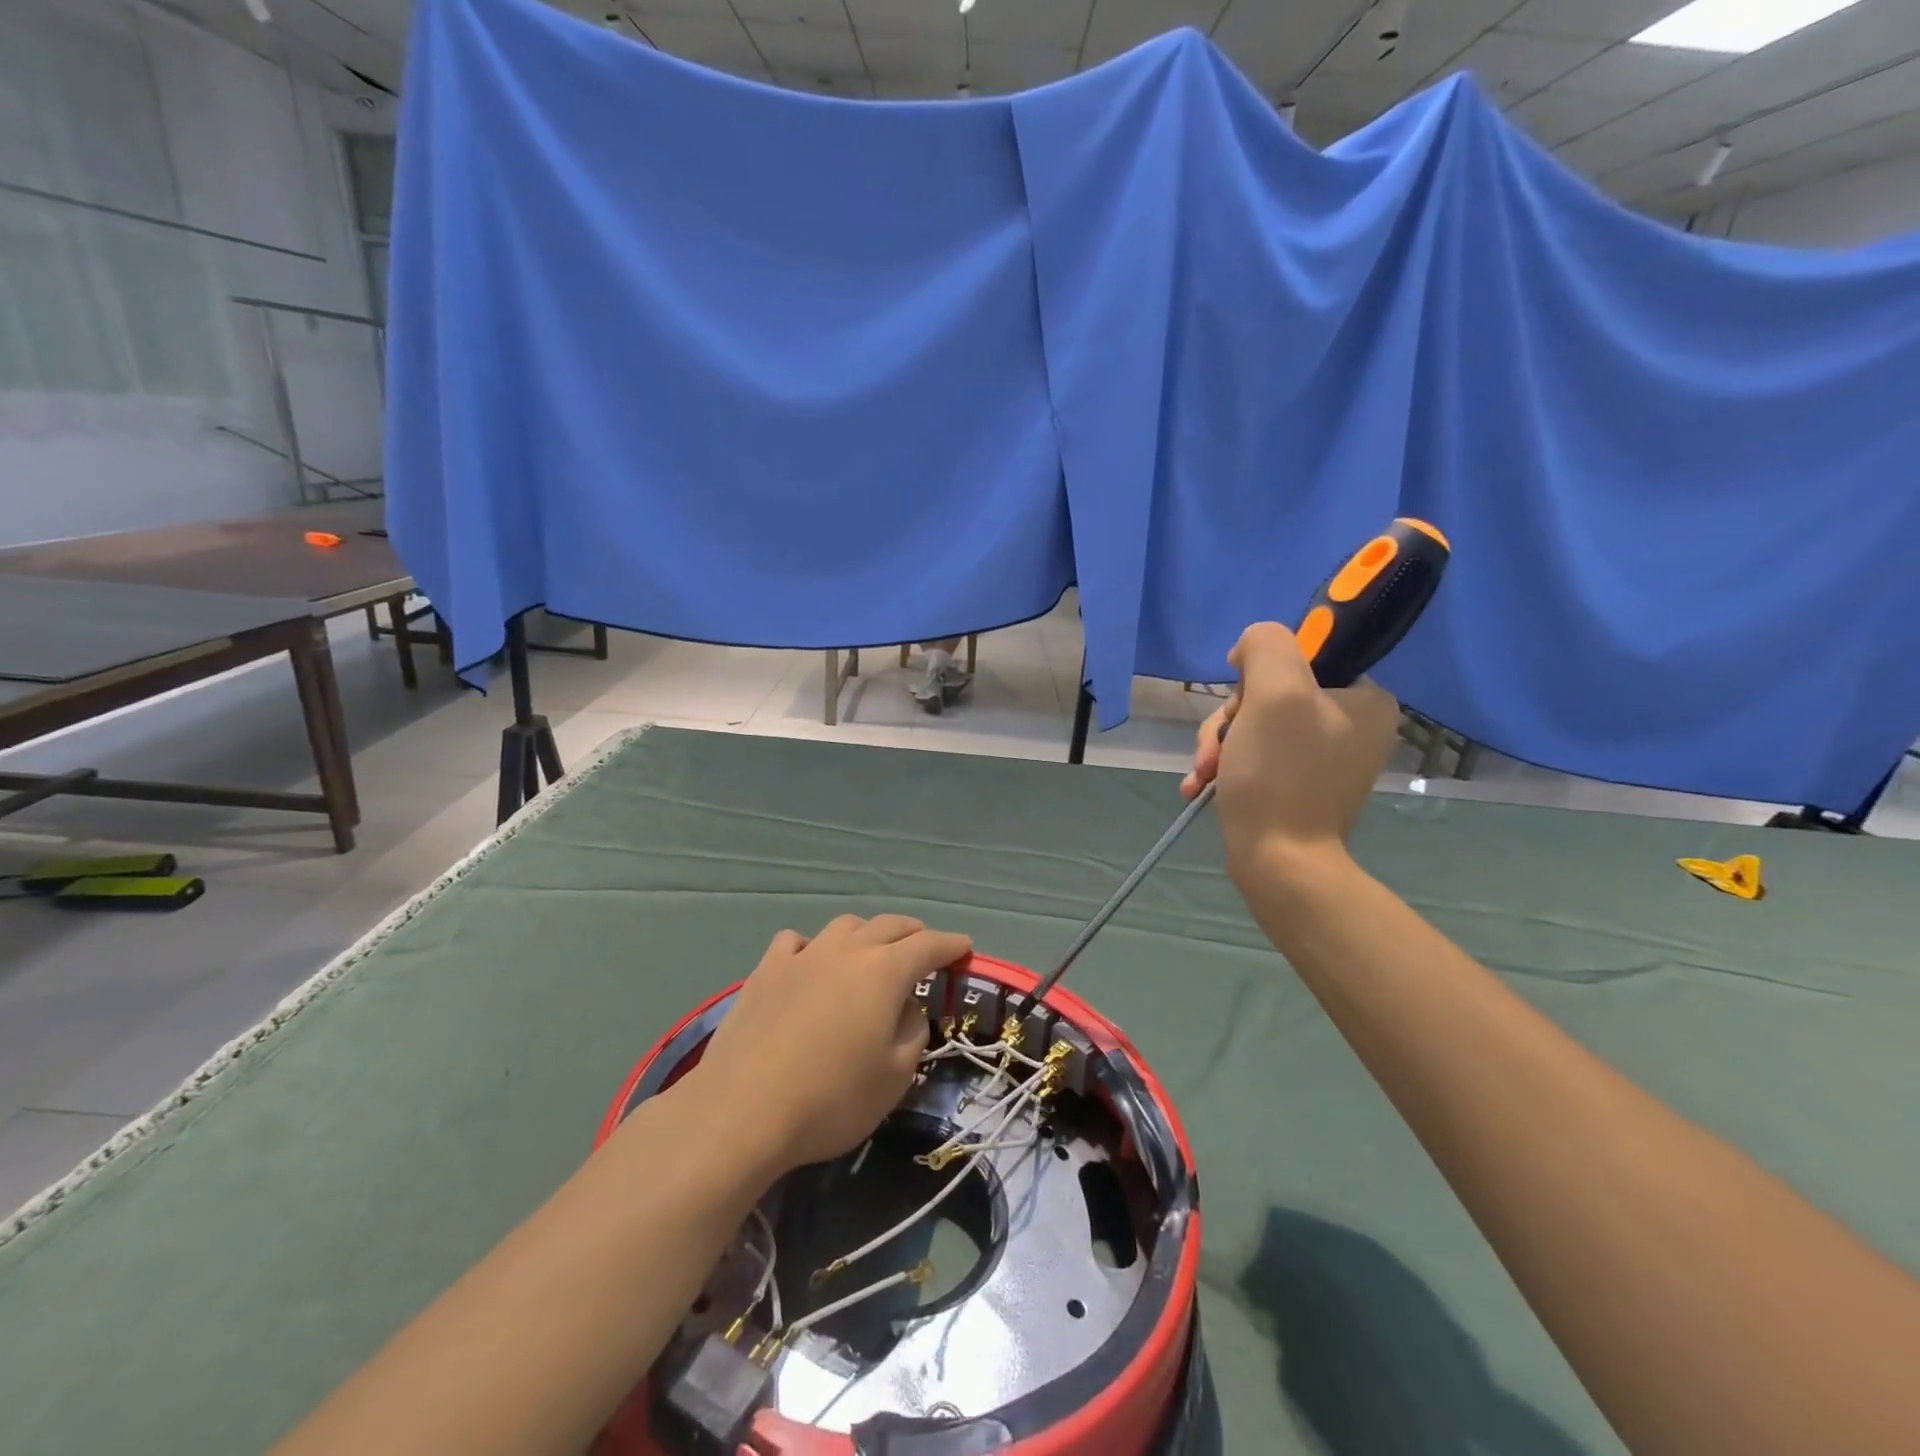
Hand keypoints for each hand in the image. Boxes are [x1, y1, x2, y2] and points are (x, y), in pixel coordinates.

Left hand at [687, 916, 971, 1176]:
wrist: (742, 1110)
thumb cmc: (831, 1099)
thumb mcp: (894, 1077)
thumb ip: (912, 1033)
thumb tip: (907, 1008)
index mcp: (884, 971)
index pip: (929, 945)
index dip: (951, 945)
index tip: (965, 948)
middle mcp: (846, 950)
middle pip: (889, 925)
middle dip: (914, 933)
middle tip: (925, 949)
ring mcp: (802, 956)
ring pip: (844, 926)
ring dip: (866, 934)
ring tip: (869, 955)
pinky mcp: (765, 971)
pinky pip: (796, 942)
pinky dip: (813, 947)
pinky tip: (809, 964)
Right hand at [1181, 623, 1400, 880]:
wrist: (1279, 864)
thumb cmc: (1279, 776)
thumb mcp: (1273, 692)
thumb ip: (1266, 645)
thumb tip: (1249, 648)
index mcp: (1365, 698)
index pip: (1300, 657)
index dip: (1258, 674)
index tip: (1242, 705)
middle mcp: (1352, 724)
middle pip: (1269, 694)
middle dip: (1230, 721)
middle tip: (1217, 751)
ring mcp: (1324, 758)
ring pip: (1254, 725)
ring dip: (1219, 746)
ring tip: (1202, 775)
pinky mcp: (1298, 784)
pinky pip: (1255, 755)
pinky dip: (1225, 767)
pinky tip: (1200, 786)